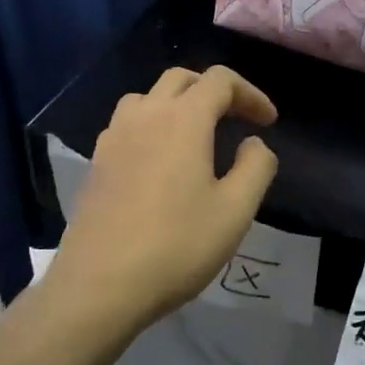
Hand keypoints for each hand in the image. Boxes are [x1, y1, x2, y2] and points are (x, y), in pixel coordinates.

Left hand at [51, 66, 279, 325]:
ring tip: (196, 134)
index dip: (250, 93)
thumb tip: (254, 142)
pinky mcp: (96, 162)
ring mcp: (113, 137)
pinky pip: (127, 124)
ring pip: (148, 97)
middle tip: (237, 118)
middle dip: (214, 90)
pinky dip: (151, 125)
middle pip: (181, 79)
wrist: (100, 285)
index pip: (220, 81)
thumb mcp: (235, 211)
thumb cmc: (176, 245)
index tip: (268, 121)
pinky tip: (159, 160)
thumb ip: (256, 167)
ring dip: (177, 103)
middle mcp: (144, 115)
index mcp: (183, 119)